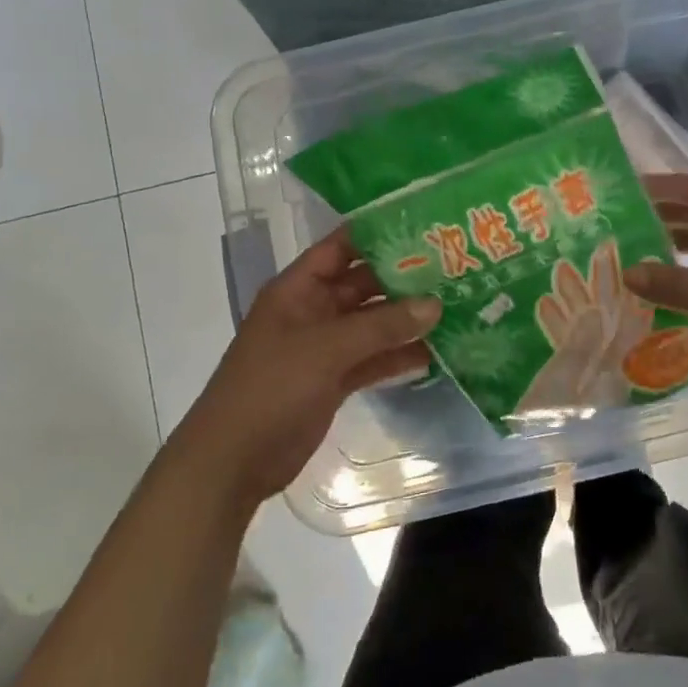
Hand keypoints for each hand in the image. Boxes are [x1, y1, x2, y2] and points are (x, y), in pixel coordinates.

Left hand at [174, 228, 439, 508]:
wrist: (233, 461)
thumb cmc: (271, 387)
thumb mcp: (327, 349)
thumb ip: (382, 326)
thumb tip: (436, 304)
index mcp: (298, 289)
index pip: (341, 247)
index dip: (377, 234)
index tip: (423, 225)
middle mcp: (312, 310)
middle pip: (362, 285)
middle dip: (402, 278)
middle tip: (452, 268)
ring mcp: (323, 347)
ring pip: (371, 324)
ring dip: (406, 319)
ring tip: (454, 306)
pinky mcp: (333, 380)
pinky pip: (371, 359)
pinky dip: (397, 356)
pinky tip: (435, 351)